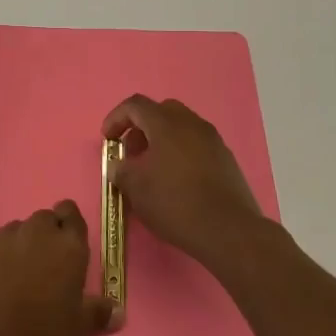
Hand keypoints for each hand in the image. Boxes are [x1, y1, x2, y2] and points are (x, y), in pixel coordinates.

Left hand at [0, 201, 117, 335]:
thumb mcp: (80, 329)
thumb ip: (99, 312)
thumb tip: (118, 311)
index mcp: (67, 245)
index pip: (71, 213)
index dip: (68, 225)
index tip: (66, 243)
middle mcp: (35, 232)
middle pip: (42, 220)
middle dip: (44, 236)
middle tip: (44, 267)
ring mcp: (1, 239)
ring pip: (14, 232)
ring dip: (18, 247)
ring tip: (15, 279)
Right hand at [102, 95, 277, 276]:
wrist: (228, 230)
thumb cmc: (175, 203)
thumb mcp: (136, 188)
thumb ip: (121, 170)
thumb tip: (119, 166)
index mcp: (166, 123)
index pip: (135, 105)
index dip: (116, 118)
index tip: (107, 140)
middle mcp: (191, 124)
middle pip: (161, 111)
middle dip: (141, 127)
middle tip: (132, 151)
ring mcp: (213, 140)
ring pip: (181, 127)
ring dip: (162, 140)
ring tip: (152, 168)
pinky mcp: (226, 159)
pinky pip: (196, 144)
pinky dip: (181, 152)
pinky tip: (176, 180)